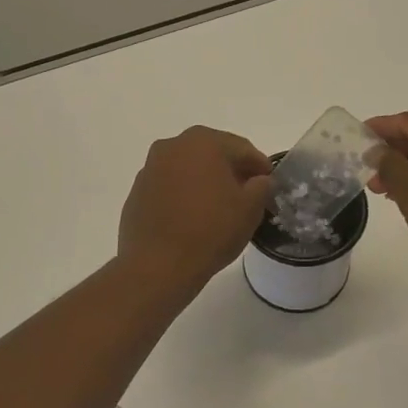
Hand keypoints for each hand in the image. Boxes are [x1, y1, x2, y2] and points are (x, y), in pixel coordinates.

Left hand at [118, 126, 272, 286]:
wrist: (157, 265)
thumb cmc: (210, 230)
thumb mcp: (250, 208)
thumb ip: (261, 186)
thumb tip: (258, 180)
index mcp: (203, 142)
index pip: (241, 148)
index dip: (260, 166)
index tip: (269, 183)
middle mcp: (172, 146)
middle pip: (212, 153)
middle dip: (231, 170)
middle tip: (247, 193)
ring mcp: (150, 168)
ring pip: (188, 168)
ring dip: (205, 181)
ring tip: (219, 207)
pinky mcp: (137, 192)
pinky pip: (169, 186)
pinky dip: (183, 195)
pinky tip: (192, 217)